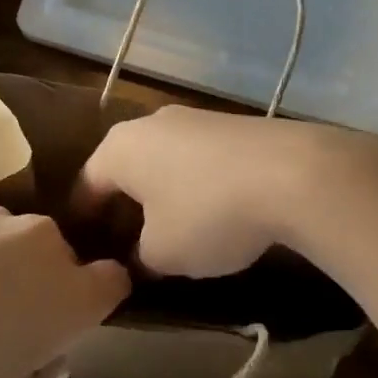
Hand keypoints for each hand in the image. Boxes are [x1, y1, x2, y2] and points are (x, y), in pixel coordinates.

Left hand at [0, 206, 129, 377]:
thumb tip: (39, 353)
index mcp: (70, 293)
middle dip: (45, 292)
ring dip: (2, 273)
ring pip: (16, 248)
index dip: (95, 307)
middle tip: (0, 332)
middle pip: (62, 264)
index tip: (62, 331)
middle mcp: (42, 243)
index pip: (115, 283)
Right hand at [75, 107, 377, 277]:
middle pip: (125, 169)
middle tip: (128, 244)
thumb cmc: (207, 214)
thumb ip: (140, 258)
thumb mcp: (163, 253)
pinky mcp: (232, 124)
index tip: (86, 249)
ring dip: (162, 194)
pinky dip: (196, 184)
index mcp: (119, 148)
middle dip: (125, 206)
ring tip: (173, 229)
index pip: (87, 185)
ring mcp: (194, 119)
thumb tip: (138, 258)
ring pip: (163, 161)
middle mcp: (150, 123)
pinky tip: (214, 211)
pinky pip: (198, 158)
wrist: (293, 174)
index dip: (84, 221)